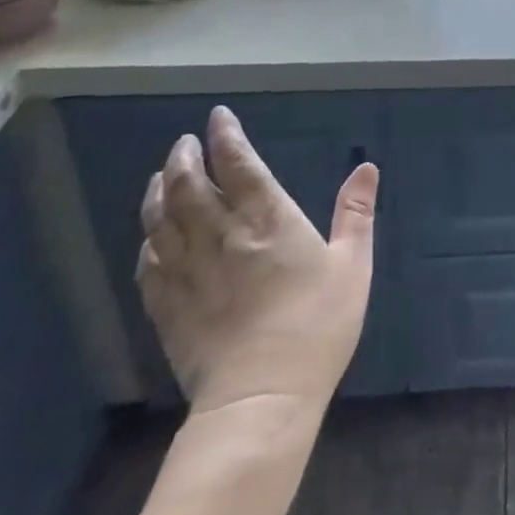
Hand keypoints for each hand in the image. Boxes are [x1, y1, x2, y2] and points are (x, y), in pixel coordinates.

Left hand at [137, 106, 376, 413]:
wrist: (262, 398)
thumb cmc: (316, 325)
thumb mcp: (353, 264)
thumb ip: (356, 212)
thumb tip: (367, 166)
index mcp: (267, 219)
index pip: (239, 164)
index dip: (226, 136)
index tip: (217, 117)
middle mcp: (221, 236)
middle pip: (189, 185)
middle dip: (184, 158)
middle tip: (185, 143)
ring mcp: (188, 272)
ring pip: (161, 220)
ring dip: (159, 192)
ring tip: (161, 177)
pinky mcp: (168, 308)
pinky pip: (149, 264)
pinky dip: (148, 241)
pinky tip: (152, 237)